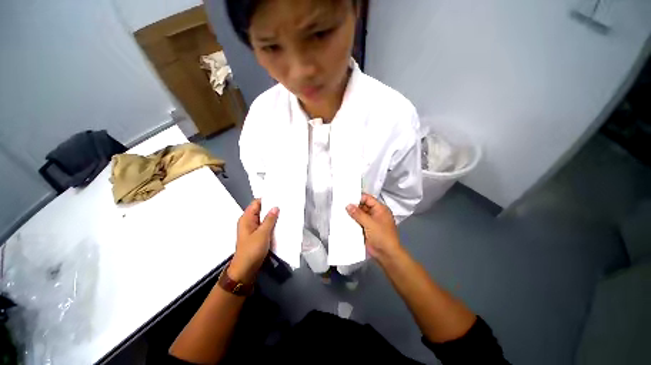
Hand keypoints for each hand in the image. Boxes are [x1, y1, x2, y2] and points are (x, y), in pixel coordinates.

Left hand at [229, 199, 278, 282]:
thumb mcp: (262, 234)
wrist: (246, 270)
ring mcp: (254, 229)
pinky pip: (266, 226)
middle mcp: (249, 222)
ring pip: (265, 218)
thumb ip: (269, 220)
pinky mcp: (258, 236)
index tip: (280, 196)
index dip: (267, 199)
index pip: (256, 203)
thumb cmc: (252, 250)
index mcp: (246, 219)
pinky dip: (273, 224)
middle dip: (272, 207)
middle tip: (286, 203)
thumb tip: (275, 207)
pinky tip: (282, 223)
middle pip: (261, 210)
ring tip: (286, 211)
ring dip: (274, 216)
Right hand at [346, 194, 401, 262]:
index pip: (368, 199)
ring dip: (352, 214)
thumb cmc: (382, 236)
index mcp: (380, 209)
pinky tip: (344, 220)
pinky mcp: (366, 229)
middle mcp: (375, 213)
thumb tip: (348, 206)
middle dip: (353, 206)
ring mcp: (370, 221)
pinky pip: (358, 222)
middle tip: (341, 205)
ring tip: (340, 212)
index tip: (347, 198)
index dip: (358, 198)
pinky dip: (352, 221)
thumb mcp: (370, 223)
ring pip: (359, 214)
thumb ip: (358, 214)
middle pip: (363, 206)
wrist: (386, 254)